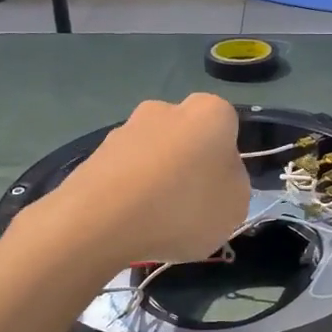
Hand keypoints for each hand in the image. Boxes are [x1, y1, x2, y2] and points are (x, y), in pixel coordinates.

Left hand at [44, 94, 250, 266]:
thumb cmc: (183, 208)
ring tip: (156, 222)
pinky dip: (130, 193)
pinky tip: (129, 223)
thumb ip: (234, 185)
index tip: (219, 191)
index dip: (227, 161)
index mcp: (210, 113)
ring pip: (154, 155)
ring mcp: (126, 128)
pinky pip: (126, 173)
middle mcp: (166, 109)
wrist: (101, 220)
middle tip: (189, 207)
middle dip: (189, 166)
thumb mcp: (236, 206)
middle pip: (188, 139)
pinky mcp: (95, 153)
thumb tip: (216, 179)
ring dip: (158, 180)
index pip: (228, 128)